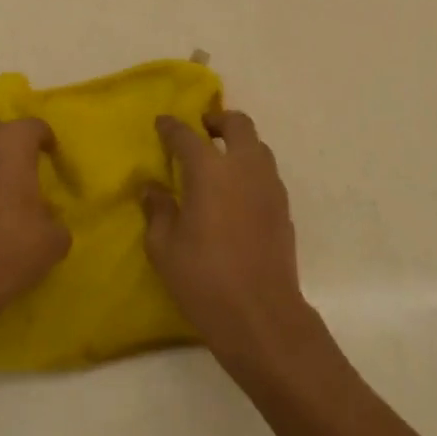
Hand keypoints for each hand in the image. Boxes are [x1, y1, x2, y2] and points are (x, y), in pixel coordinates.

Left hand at [0, 117, 69, 327]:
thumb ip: (55, 218)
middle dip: (14, 144)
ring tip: (5, 188)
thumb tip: (46, 218)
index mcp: (12, 143)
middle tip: (29, 169)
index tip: (54, 161)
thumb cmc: (12, 248)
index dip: (48, 142)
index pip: (35, 126)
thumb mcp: (54, 238)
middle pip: (0, 129)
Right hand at [143, 111, 317, 369]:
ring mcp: (269, 187)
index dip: (171, 127)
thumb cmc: (203, 279)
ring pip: (258, 146)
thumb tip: (153, 188)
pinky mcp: (284, 208)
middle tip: (201, 131)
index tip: (162, 124)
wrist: (261, 315)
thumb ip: (158, 210)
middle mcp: (244, 168)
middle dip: (217, 120)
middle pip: (237, 124)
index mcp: (210, 171)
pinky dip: (250, 169)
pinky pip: (267, 173)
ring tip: (219, 162)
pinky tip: (236, 193)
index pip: (187, 136)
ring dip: (238, 144)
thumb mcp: (164, 247)